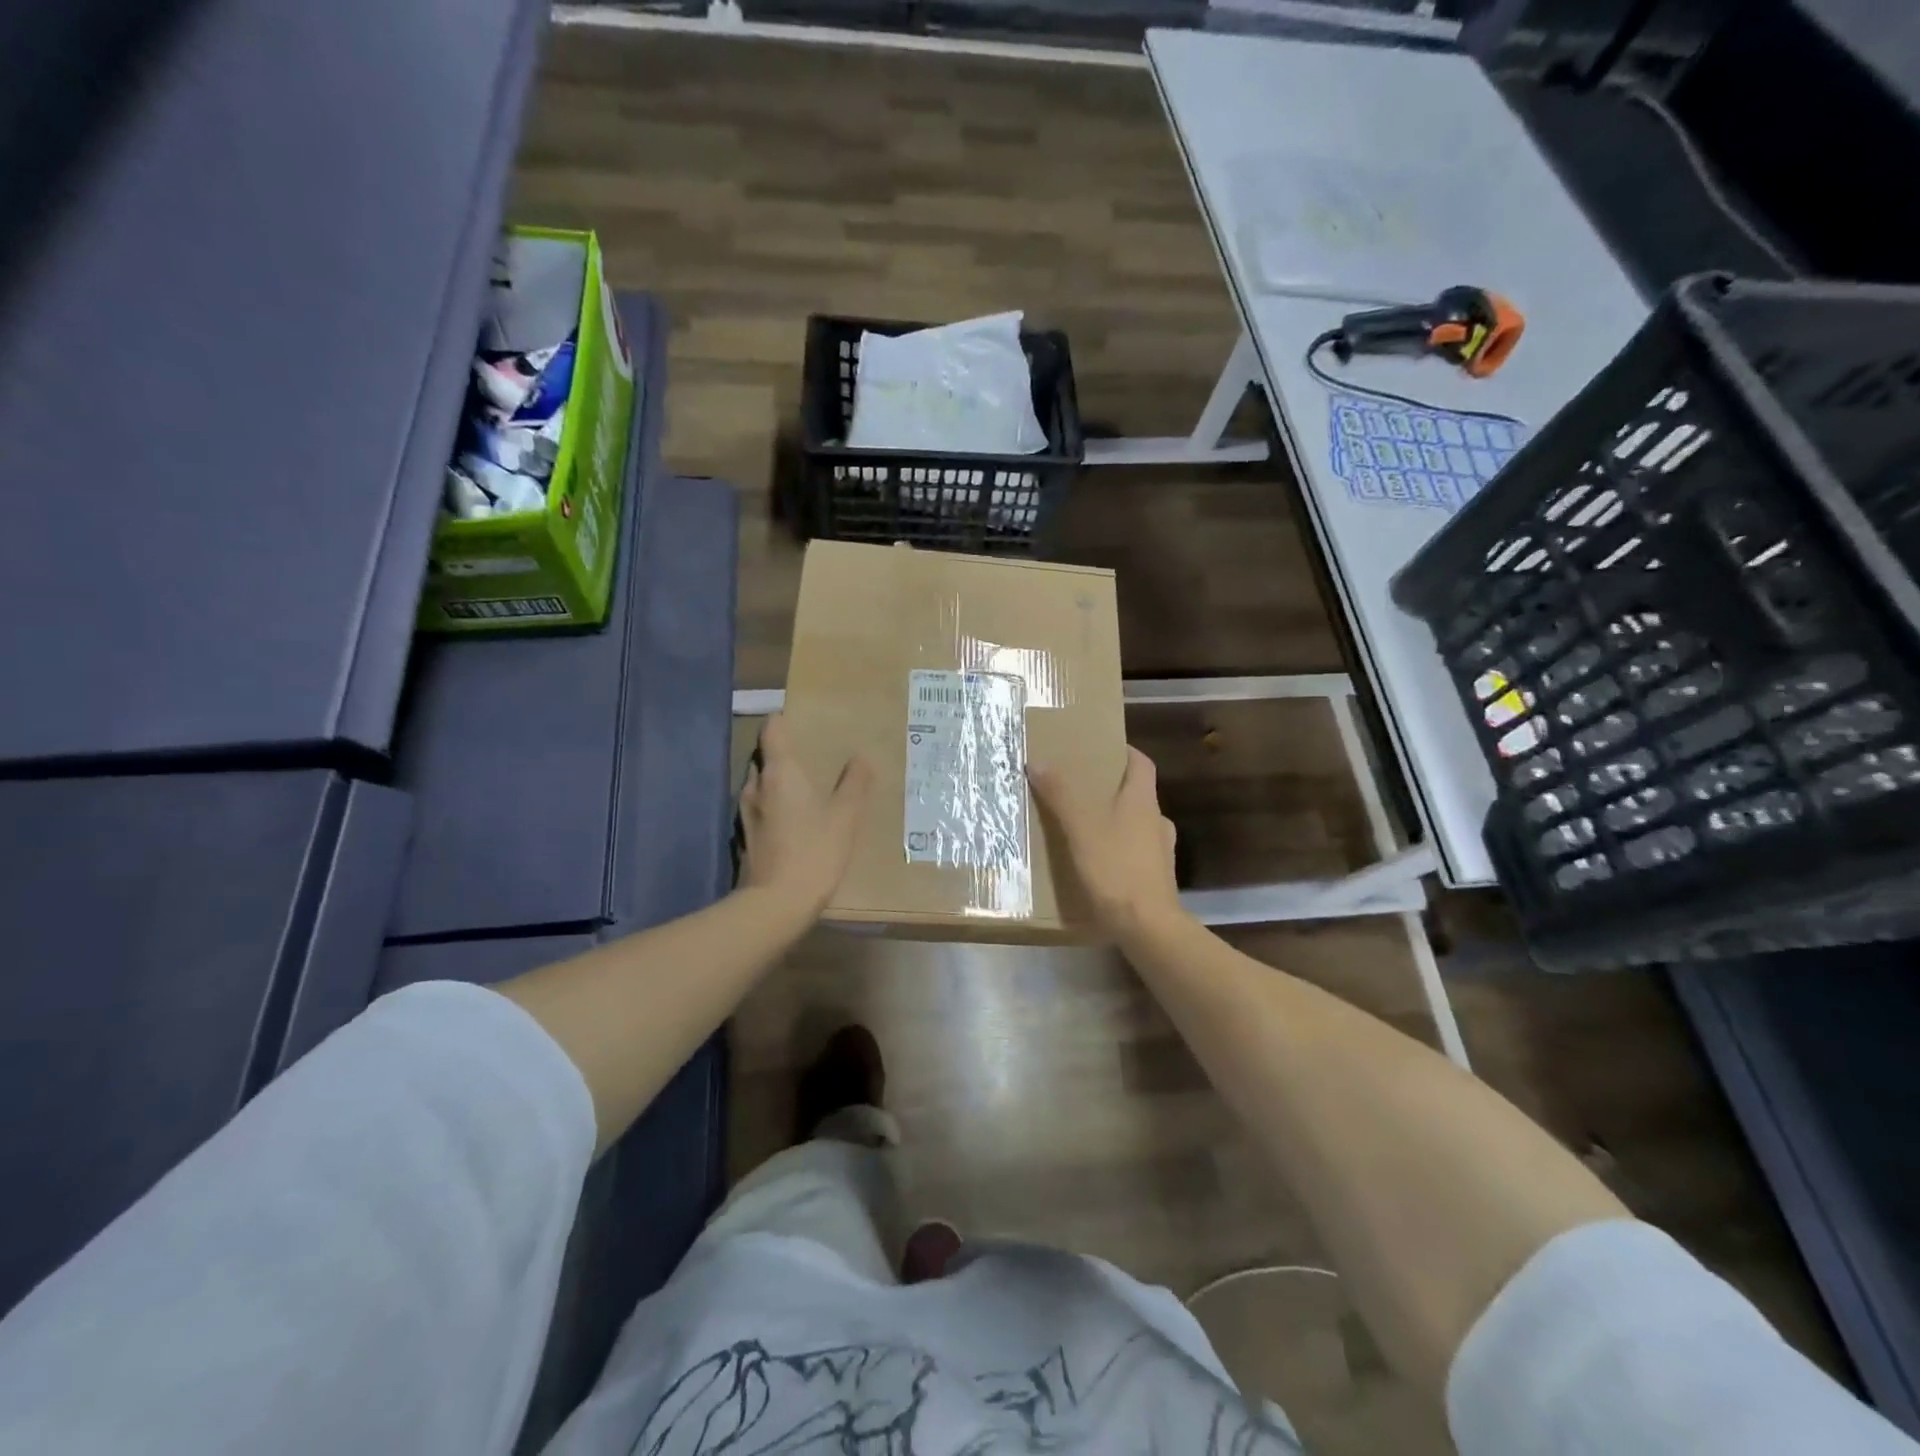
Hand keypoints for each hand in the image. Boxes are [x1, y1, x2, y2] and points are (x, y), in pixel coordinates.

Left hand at [740, 714, 872, 916]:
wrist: (777, 903)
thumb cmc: (814, 851)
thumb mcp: (845, 816)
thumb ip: (854, 783)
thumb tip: (861, 758)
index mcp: (780, 772)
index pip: (772, 729)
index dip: (783, 720)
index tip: (800, 721)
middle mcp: (756, 785)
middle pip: (765, 756)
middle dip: (783, 754)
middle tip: (810, 759)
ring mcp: (745, 812)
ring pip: (760, 784)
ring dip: (777, 782)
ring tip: (804, 790)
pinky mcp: (744, 837)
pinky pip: (759, 808)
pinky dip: (773, 806)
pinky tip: (793, 821)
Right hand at [1028, 746, 1182, 940]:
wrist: (1148, 927)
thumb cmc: (1115, 869)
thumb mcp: (1080, 828)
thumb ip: (1060, 794)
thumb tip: (1037, 761)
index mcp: (1143, 801)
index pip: (1141, 763)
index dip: (1125, 752)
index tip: (1102, 747)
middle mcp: (1157, 821)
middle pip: (1137, 793)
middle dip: (1111, 788)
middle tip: (1081, 787)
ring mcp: (1160, 852)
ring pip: (1136, 824)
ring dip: (1115, 820)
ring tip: (1084, 825)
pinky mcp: (1155, 879)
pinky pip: (1134, 852)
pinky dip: (1117, 849)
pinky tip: (1097, 861)